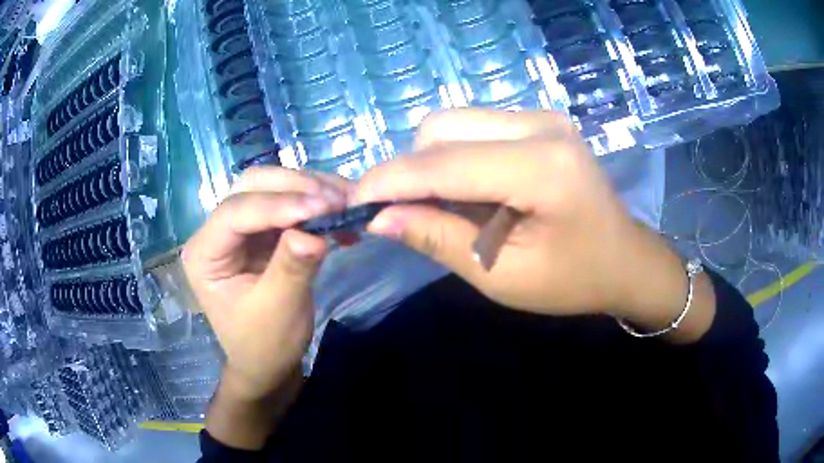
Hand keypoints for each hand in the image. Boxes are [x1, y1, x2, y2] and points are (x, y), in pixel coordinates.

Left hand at [183, 167, 346, 399]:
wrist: (269, 363)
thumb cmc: (264, 344)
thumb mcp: (278, 311)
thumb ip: (291, 268)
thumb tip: (314, 232)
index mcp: (204, 253)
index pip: (235, 213)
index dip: (277, 205)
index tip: (322, 208)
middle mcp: (217, 232)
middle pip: (251, 187)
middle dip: (294, 188)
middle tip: (336, 200)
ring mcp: (242, 228)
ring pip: (273, 187)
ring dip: (310, 190)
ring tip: (346, 202)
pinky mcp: (264, 232)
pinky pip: (290, 205)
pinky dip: (316, 205)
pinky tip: (341, 217)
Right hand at [353, 109, 705, 324]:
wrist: (624, 260)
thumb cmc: (573, 280)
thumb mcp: (503, 276)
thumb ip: (439, 239)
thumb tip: (380, 218)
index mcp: (542, 168)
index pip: (444, 164)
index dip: (388, 181)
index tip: (350, 201)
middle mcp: (541, 125)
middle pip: (442, 129)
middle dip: (409, 170)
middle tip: (405, 214)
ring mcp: (542, 116)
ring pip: (454, 123)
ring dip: (431, 162)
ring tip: (447, 207)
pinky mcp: (539, 120)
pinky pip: (474, 127)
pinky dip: (455, 156)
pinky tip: (471, 190)